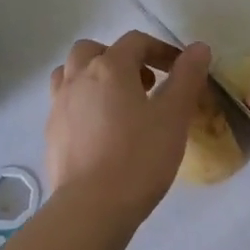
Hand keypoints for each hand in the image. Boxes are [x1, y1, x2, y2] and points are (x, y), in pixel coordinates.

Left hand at [46, 32, 211, 222]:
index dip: (161, 50)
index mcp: (109, 68)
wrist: (92, 207)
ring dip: (93, 76)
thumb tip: (199, 47)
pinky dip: (83, 103)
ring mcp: (59, 105)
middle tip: (144, 83)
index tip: (180, 69)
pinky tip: (102, 130)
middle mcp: (78, 78)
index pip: (136, 42)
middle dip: (120, 58)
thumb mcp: (174, 116)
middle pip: (93, 50)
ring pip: (71, 73)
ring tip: (118, 102)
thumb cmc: (139, 157)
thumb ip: (187, 77)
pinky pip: (65, 103)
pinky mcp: (51, 133)